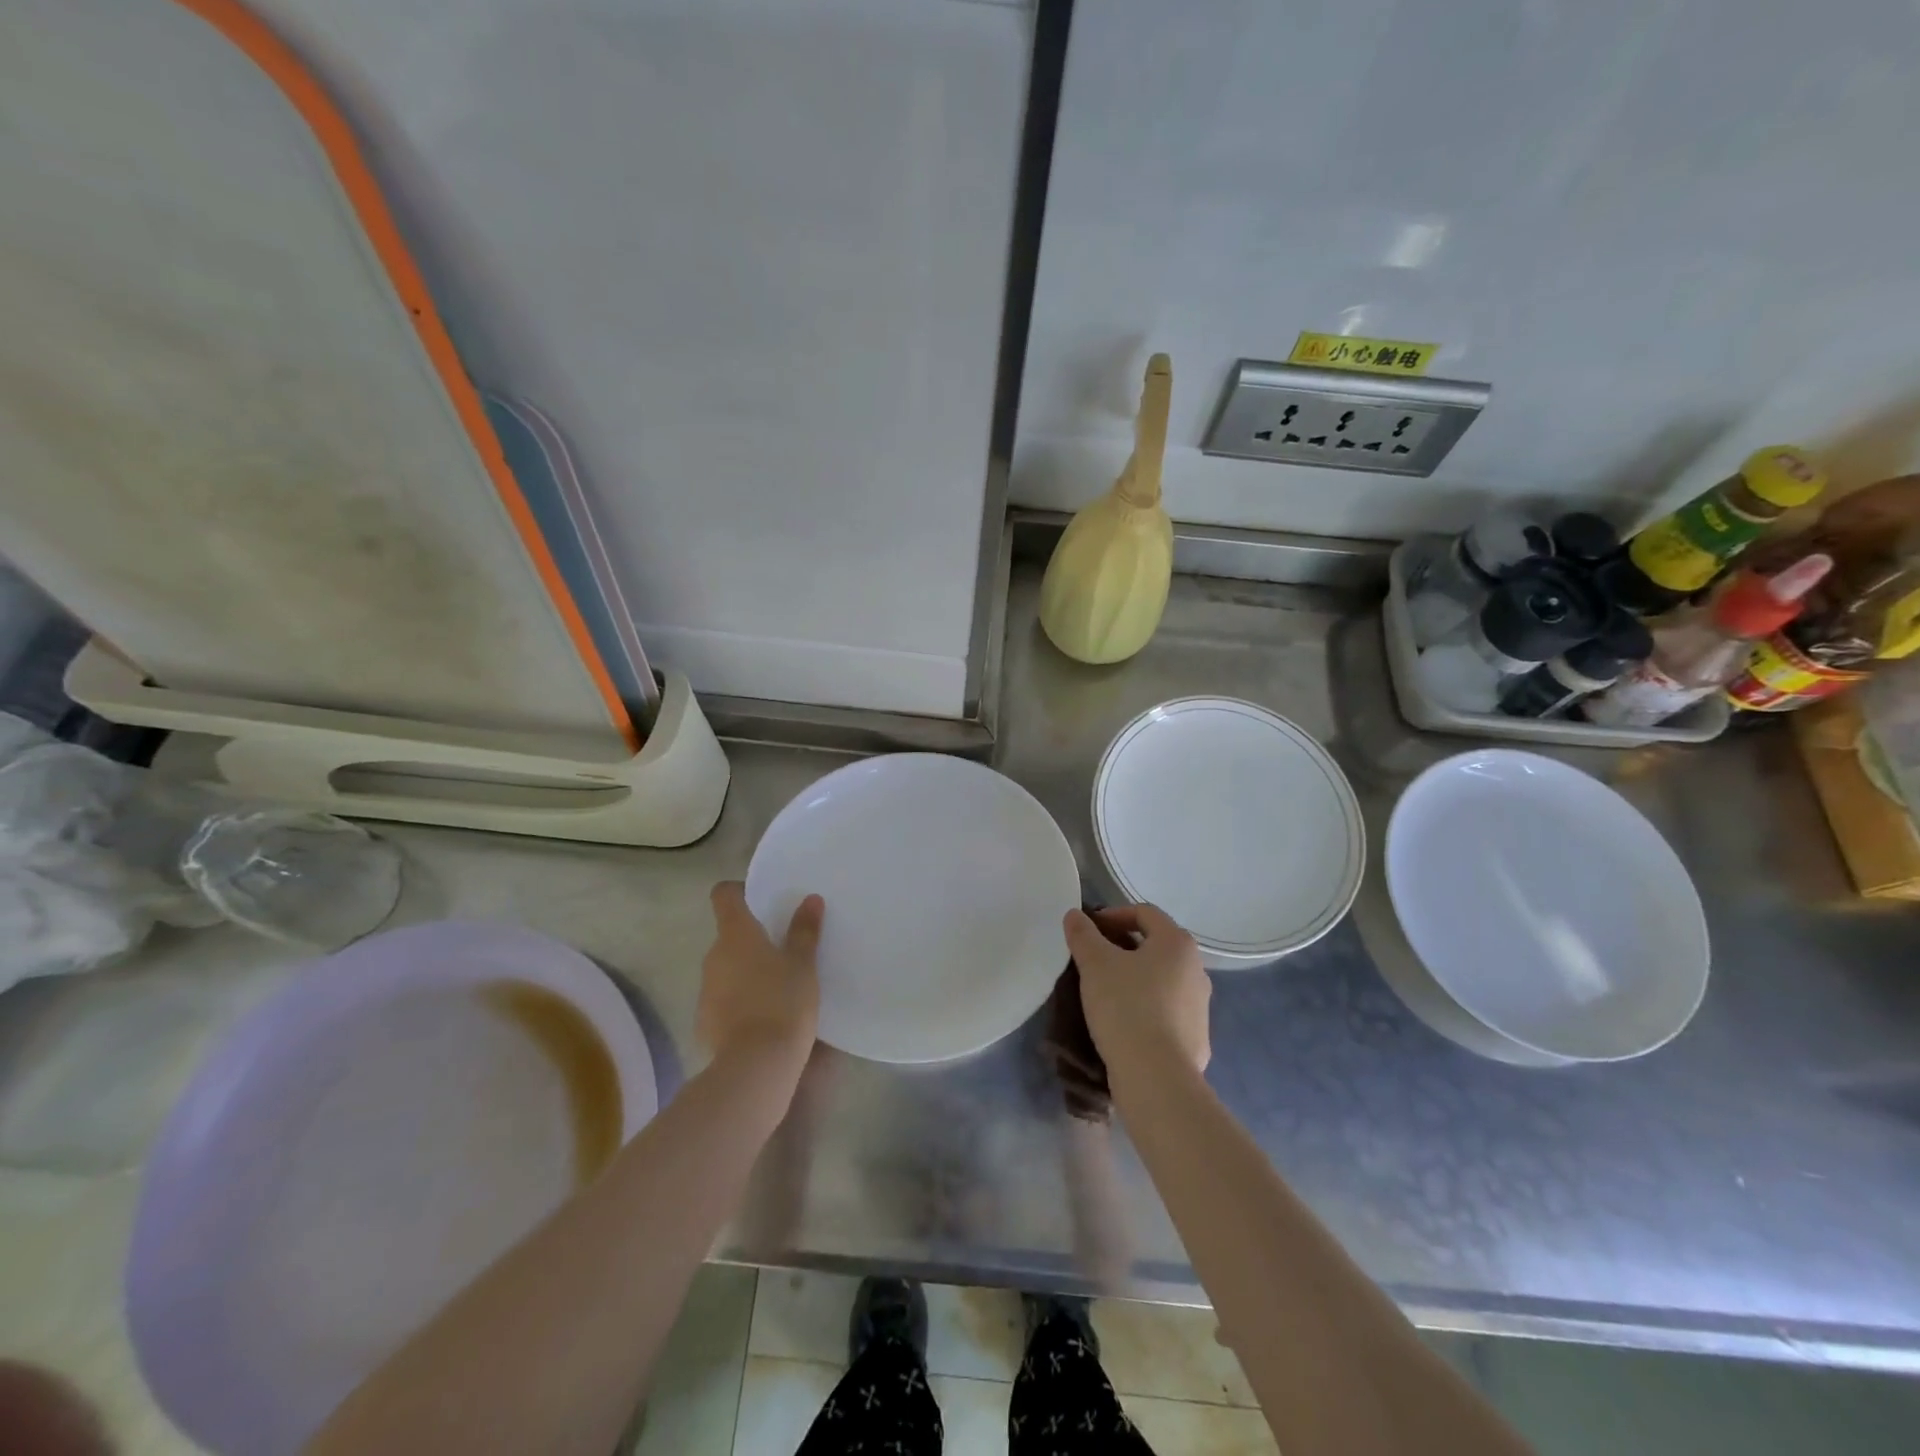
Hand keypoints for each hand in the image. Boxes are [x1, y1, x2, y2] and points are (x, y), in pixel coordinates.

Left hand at [697, 882, 822, 1077]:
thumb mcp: (803, 965)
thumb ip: (804, 930)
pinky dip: (740, 1000)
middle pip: (728, 934)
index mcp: (736, 934)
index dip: (739, 890)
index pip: (724, 895)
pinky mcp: (705, 1021)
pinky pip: (723, 999)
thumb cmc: (783, 1002)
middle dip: (752, 937)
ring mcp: (705, 990)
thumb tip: (810, 899)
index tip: (761, 897)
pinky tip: (763, 1016)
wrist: (755, 1066)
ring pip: (726, 968)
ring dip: (746, 970)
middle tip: (783, 947)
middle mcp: (714, 956)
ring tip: (778, 985)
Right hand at [1063, 903, 1209, 1076]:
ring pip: (1162, 979)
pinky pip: (1166, 1010)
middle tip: (1093, 959)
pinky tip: (1123, 1023)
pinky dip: (1145, 1007)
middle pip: (1156, 945)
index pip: (1145, 913)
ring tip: (1105, 992)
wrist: (1156, 1078)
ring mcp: (1200, 1006)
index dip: (1113, 915)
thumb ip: (1084, 935)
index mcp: (1177, 943)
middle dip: (1123, 947)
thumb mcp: (1095, 964)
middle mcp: (1196, 969)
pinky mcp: (1197, 1037)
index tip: (1088, 931)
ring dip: (1135, 978)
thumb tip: (1075, 915)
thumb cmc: (1126, 1007)